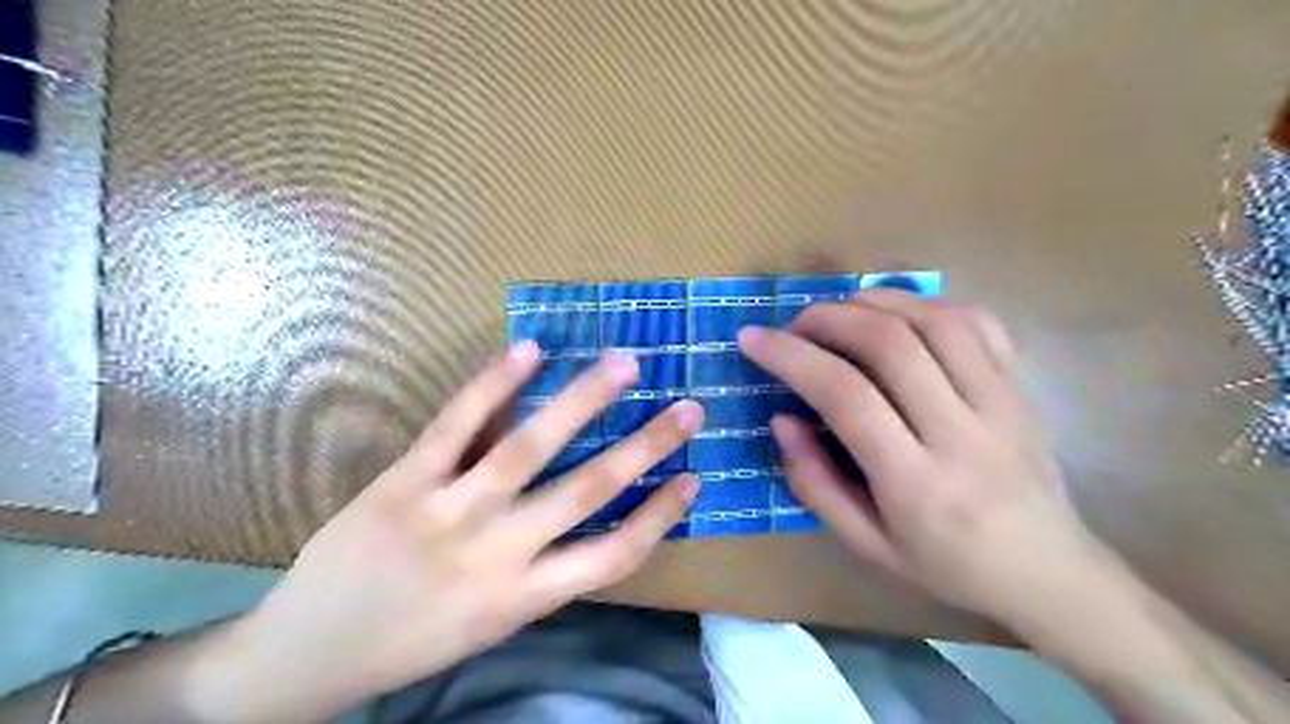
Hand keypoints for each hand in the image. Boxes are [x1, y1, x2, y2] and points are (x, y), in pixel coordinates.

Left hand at [227, 342, 701, 713]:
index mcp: (525, 596)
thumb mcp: (492, 622)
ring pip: (530, 448)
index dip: (662, 515)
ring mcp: (450, 512)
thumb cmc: (413, 641)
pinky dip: (494, 383)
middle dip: (647, 446)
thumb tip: (586, 504)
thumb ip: (541, 566)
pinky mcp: (405, 482)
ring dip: (584, 401)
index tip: (695, 477)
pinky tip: (530, 349)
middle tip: (689, 408)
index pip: (615, 555)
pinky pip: (456, 425)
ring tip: (625, 364)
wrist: (307, 655)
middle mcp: (498, 551)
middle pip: (589, 491)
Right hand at [740, 288, 1103, 621]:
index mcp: (916, 484)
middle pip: (891, 345)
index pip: (846, 398)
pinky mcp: (1021, 387)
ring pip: (937, 321)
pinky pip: (979, 323)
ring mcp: (1001, 404)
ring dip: (877, 302)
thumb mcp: (866, 544)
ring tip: (842, 311)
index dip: (792, 358)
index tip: (752, 339)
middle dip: (829, 319)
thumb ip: (815, 483)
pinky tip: (899, 314)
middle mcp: (962, 434)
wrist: (1048, 573)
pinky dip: (929, 303)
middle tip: (796, 324)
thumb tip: (782, 419)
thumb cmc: (946, 565)